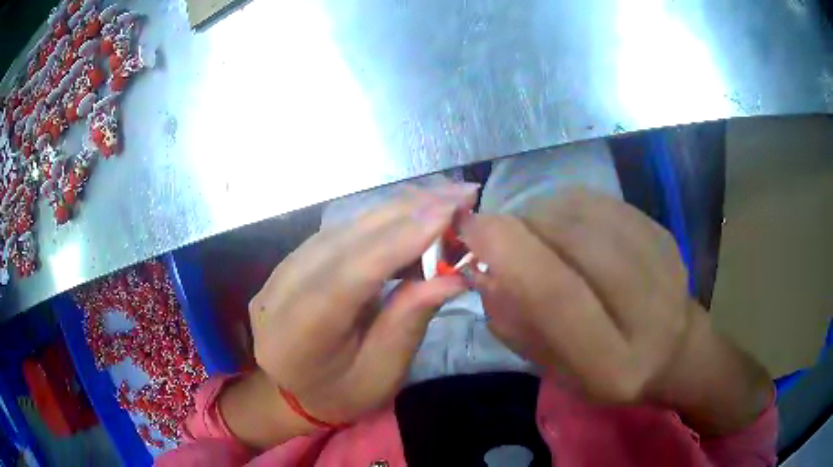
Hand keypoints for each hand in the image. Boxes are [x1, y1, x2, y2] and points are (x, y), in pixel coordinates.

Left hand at [248, 184, 475, 424]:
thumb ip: (410, 320)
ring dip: (394, 210)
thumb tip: (452, 274)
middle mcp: (279, 294)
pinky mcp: (289, 263)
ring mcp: (278, 274)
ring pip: (340, 228)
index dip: (399, 239)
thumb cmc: (342, 393)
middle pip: (344, 241)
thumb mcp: (383, 373)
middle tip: (459, 194)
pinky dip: (377, 221)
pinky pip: (336, 232)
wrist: (293, 393)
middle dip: (406, 212)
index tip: (448, 211)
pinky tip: (408, 213)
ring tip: (442, 199)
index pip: (349, 274)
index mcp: (298, 336)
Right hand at [461, 189, 691, 403]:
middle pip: (572, 239)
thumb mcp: (554, 370)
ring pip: (585, 211)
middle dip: (522, 225)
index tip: (469, 228)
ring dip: (542, 212)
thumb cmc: (607, 372)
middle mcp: (646, 310)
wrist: (673, 349)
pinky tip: (564, 226)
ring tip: (535, 234)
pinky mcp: (662, 232)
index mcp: (613, 364)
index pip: (555, 295)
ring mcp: (662, 263)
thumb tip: (482, 270)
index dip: (506, 251)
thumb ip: (516, 325)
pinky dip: (567, 204)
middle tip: (502, 235)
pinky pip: (601, 200)